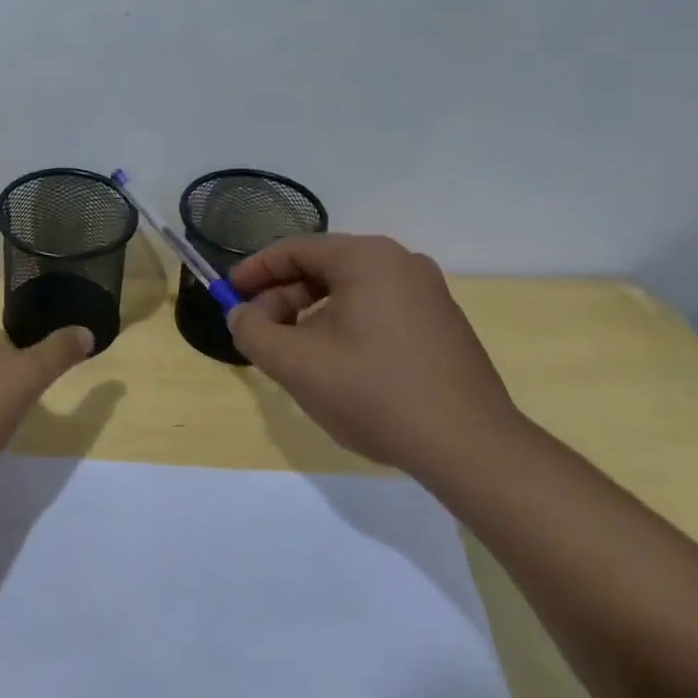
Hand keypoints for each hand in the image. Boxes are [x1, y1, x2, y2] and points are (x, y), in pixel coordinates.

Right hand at [225, 234, 521, 469]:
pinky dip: (343, 326)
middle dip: (282, 298)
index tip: (228, 294)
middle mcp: (401, 263)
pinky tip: (335, 366)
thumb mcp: (295, 363)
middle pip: (322, 269)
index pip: (295, 250)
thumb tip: (241, 314)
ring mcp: (427, 293)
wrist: (470, 447)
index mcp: (367, 259)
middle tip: (258, 332)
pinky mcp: (441, 324)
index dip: (254, 271)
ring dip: (310, 316)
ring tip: (292, 354)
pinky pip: (376, 310)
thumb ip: (253, 331)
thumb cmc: (374, 393)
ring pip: (348, 292)